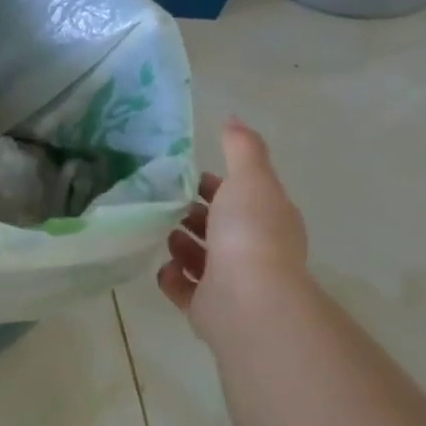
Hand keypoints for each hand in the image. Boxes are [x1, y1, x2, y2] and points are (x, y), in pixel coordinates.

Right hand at [158, 118, 308, 329]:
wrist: (248, 300)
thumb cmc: (250, 233)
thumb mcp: (249, 178)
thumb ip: (241, 148)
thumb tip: (233, 118)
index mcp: (266, 219)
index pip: (238, 196)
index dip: (214, 185)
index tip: (184, 177)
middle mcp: (252, 250)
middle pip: (218, 227)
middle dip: (193, 214)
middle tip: (163, 203)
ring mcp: (230, 282)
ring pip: (201, 258)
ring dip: (180, 244)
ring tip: (159, 232)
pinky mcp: (207, 307)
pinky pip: (184, 287)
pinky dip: (172, 276)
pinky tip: (162, 266)